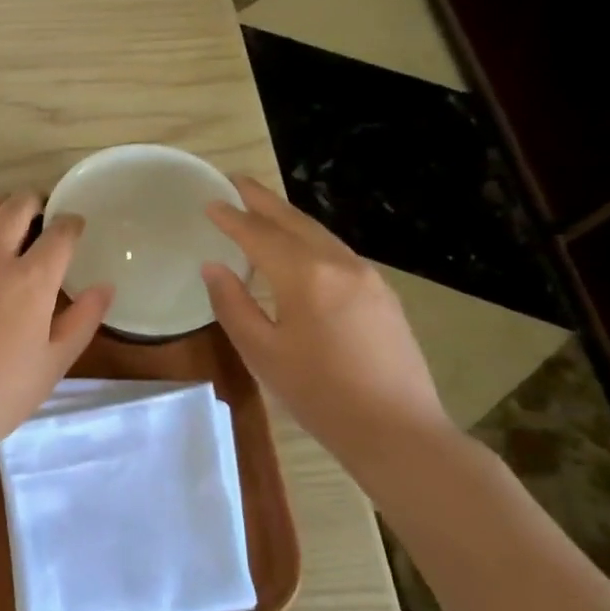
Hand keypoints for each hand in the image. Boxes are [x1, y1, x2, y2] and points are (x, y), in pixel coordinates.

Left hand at [0, 193, 113, 462]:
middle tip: (41, 208)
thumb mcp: (52, 364)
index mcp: (31, 280)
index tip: (75, 224)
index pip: (59, 234)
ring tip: (4, 215)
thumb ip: (82, 320)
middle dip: (33, 200)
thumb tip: (105, 286)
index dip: (71, 223)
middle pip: (15, 207)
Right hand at [201, 176, 452, 461]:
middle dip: (264, 200)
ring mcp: (367, 277)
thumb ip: (233, 304)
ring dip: (289, 217)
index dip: (232, 218)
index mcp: (305, 276)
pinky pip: (337, 252)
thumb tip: (213, 267)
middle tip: (238, 180)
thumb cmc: (319, 395)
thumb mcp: (262, 352)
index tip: (211, 202)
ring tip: (265, 207)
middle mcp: (339, 264)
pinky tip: (301, 249)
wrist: (398, 431)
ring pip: (320, 234)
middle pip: (294, 222)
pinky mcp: (382, 294)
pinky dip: (310, 239)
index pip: (259, 235)